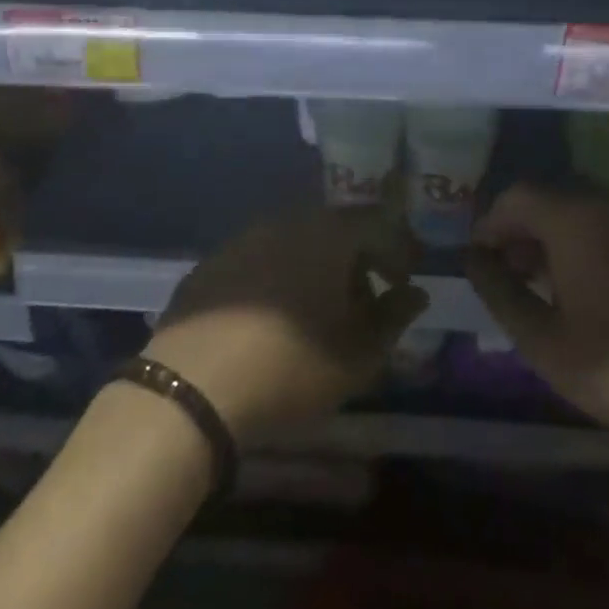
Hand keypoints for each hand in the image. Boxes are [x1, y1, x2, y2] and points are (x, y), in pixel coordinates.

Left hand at [142, 204, 428, 444]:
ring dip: (315, 269)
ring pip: (295, 242)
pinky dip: (276, 278)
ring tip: (316, 314)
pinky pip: (259, 259)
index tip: (401, 284)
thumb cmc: (291, 366)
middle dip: (355, 261)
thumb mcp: (358, 355)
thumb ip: (394, 318)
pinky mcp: (212, 262)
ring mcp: (244, 238)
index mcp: (329, 233)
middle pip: (335, 230)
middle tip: (362, 303)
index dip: (396, 251)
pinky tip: (270, 319)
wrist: (192, 387)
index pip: (378, 224)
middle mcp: (288, 221)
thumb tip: (415, 294)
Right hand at [465, 185, 608, 440]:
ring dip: (559, 236)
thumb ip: (500, 292)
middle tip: (515, 274)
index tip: (482, 260)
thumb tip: (474, 260)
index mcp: (575, 218)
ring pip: (588, 210)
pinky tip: (598, 288)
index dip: (491, 224)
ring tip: (552, 284)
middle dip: (524, 230)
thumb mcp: (543, 340)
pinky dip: (594, 242)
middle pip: (553, 198)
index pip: (517, 197)